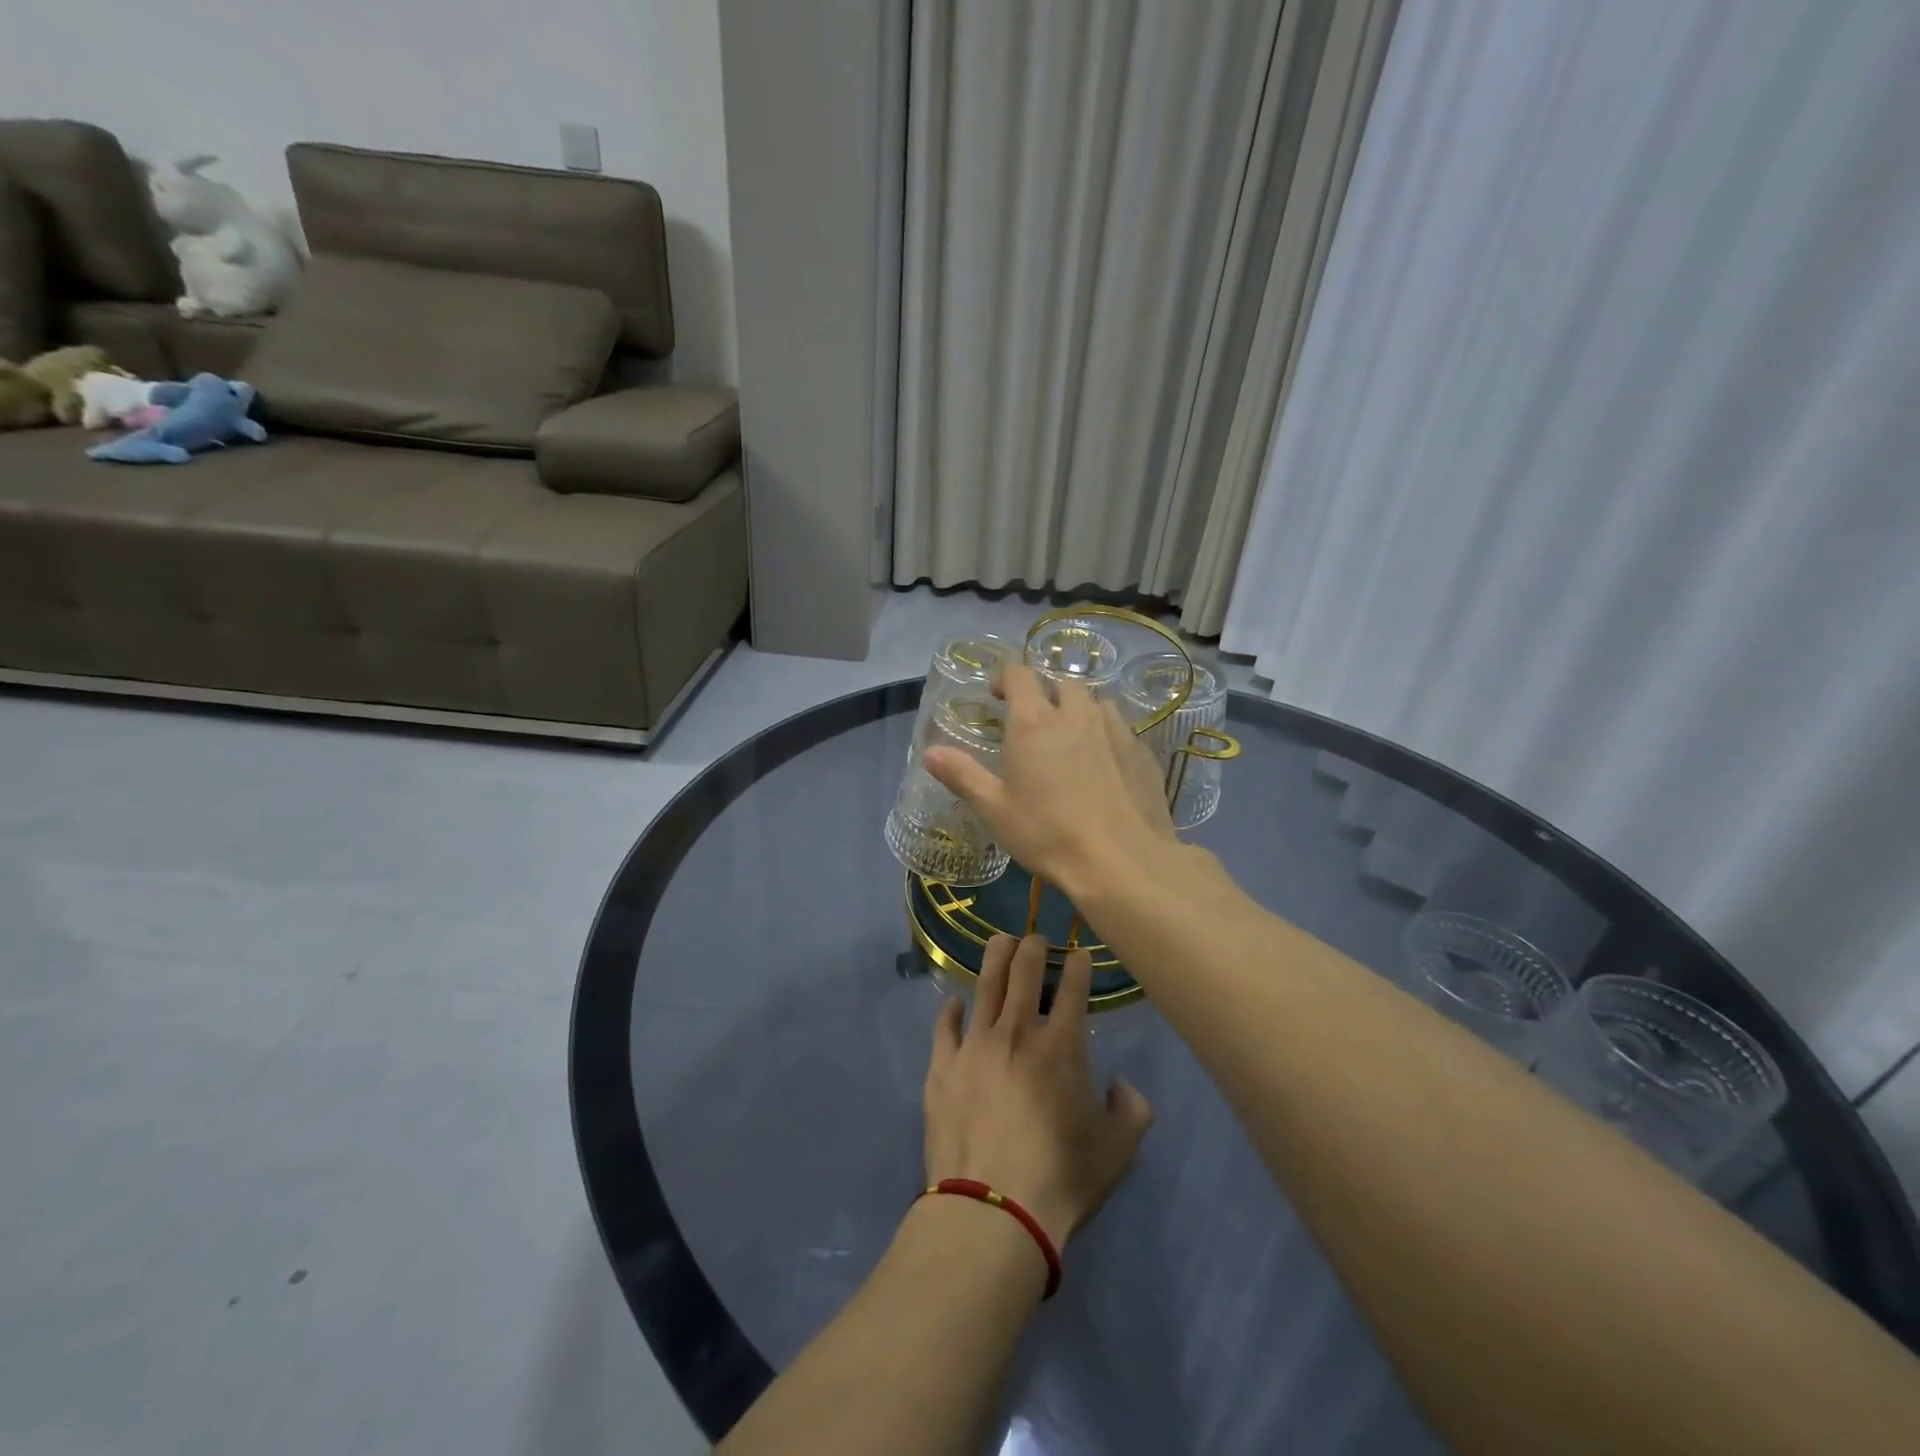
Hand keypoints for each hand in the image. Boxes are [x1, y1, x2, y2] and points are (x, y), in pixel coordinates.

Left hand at [923, 934, 1152, 1250]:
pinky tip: (954, 1002)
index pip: (1073, 990)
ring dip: (994, 959)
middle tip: (1034, 936)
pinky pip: (945, 1027)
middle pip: (1024, 974)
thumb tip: (1122, 1085)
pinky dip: (951, 1010)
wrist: (991, 1210)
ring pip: (984, 987)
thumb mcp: (1118, 1151)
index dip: (1077, 965)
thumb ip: (1131, 1110)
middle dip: (1032, 948)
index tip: (1078, 952)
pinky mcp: (942, 1067)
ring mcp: (974, 1046)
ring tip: (1000, 941)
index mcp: (1061, 1047)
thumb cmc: (1061, 1178)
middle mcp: (1016, 1033)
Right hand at [924, 666, 1175, 898]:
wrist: (1121, 861)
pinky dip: (1108, 735)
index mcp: (1034, 722)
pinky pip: (1122, 728)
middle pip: (1063, 683)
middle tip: (1036, 722)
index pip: (1020, 674)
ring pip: (1097, 702)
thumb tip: (930, 752)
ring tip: (1072, 739)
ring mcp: (1115, 730)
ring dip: (1081, 711)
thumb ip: (962, 775)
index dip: (1006, 677)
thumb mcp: (995, 810)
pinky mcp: (1142, 752)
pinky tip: (1105, 765)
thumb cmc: (1048, 834)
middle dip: (1047, 693)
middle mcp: (1076, 714)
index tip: (997, 695)